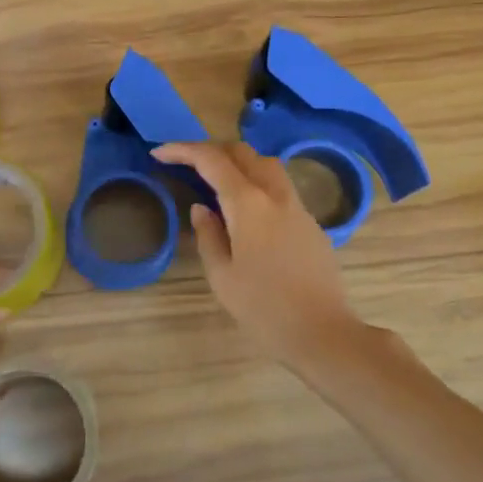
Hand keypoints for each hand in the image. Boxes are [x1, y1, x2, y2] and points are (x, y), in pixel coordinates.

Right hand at [153, 141, 369, 374]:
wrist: (322, 332)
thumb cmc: (263, 308)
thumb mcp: (222, 276)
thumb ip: (208, 236)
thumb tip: (202, 208)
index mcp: (248, 204)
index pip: (211, 160)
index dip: (183, 150)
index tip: (159, 153)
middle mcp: (275, 195)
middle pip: (243, 152)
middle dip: (211, 149)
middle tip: (185, 162)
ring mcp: (298, 207)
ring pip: (266, 165)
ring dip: (238, 162)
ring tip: (215, 180)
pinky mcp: (311, 223)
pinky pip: (280, 188)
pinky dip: (256, 183)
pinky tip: (245, 210)